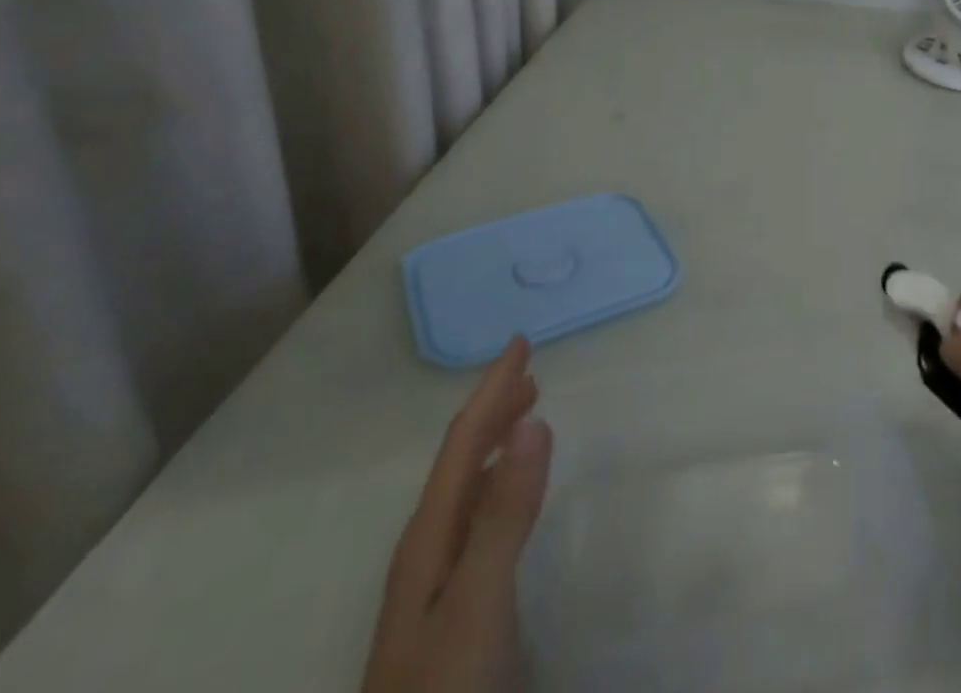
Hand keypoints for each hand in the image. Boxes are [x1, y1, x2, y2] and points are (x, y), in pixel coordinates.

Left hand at [361, 337, 553, 692]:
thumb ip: (505, 515)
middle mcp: (428, 553)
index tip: (521, 343)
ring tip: (523, 420)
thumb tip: (532, 420)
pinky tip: (509, 504)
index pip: (464, 443)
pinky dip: (500, 490)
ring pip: (469, 492)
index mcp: (429, 539)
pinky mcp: (456, 617)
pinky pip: (479, 524)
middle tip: (529, 372)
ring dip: (495, 446)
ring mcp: (438, 588)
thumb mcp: (477, 605)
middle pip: (462, 461)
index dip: (492, 389)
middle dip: (493, 409)